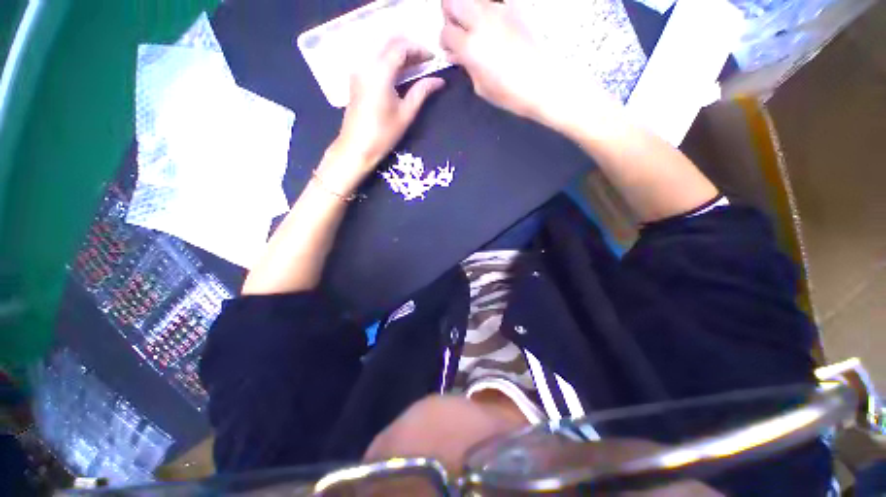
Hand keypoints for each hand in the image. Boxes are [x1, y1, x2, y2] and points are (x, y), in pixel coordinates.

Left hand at [324, 38, 444, 192]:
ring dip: (399, 54)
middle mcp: (366, 64)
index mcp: (379, 72)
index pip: (401, 47)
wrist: (356, 148)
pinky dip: (389, 61)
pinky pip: (374, 60)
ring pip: (381, 50)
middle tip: (426, 61)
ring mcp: (359, 70)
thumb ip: (421, 92)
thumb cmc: (383, 134)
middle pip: (389, 44)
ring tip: (415, 66)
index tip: (433, 58)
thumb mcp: (405, 114)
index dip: (419, 49)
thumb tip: (439, 81)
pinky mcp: (356, 79)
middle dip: (409, 48)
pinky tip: (399, 73)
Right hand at [440, 0, 546, 119]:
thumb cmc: (510, 93)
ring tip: (476, 27)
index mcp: (470, 47)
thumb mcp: (481, 87)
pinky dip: (488, 9)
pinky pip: (494, 1)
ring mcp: (499, 12)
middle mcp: (480, 22)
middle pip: (451, 2)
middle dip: (450, 15)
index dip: (445, 42)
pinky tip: (493, 24)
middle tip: (457, 30)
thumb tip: (458, 55)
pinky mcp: (515, 8)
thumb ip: (467, 66)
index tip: (451, 50)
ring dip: (468, 10)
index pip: (445, 33)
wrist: (541, 83)